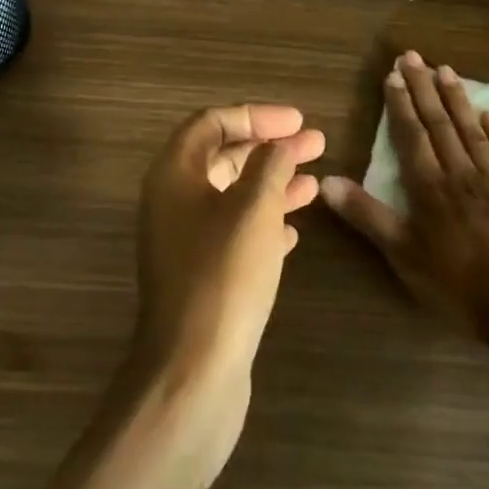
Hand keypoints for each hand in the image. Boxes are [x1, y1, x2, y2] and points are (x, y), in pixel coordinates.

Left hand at [128, 104, 324, 468]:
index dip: (256, 115)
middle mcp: (172, 201)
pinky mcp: (200, 276)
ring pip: (232, 196)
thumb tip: (279, 144)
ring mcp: (183, 241)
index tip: (297, 121)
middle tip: (316, 144)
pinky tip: (293, 231)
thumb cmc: (223, 276)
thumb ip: (269, 167)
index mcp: (174, 174)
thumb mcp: (254, 210)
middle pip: (223, 157)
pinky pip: (234, 233)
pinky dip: (263, 223)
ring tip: (316, 182)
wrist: (192, 373)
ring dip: (272, 185)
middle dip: (270, 148)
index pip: (212, 123)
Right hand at [321, 51, 488, 363]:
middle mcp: (461, 172)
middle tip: (414, 56)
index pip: (411, 134)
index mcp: (430, 186)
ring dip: (457, 99)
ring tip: (446, 70)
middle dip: (424, 88)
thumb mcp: (403, 255)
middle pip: (440, 122)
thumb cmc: (459, 285)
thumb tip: (326, 181)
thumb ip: (367, 215)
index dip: (400, 103)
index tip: (393, 74)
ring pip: (473, 130)